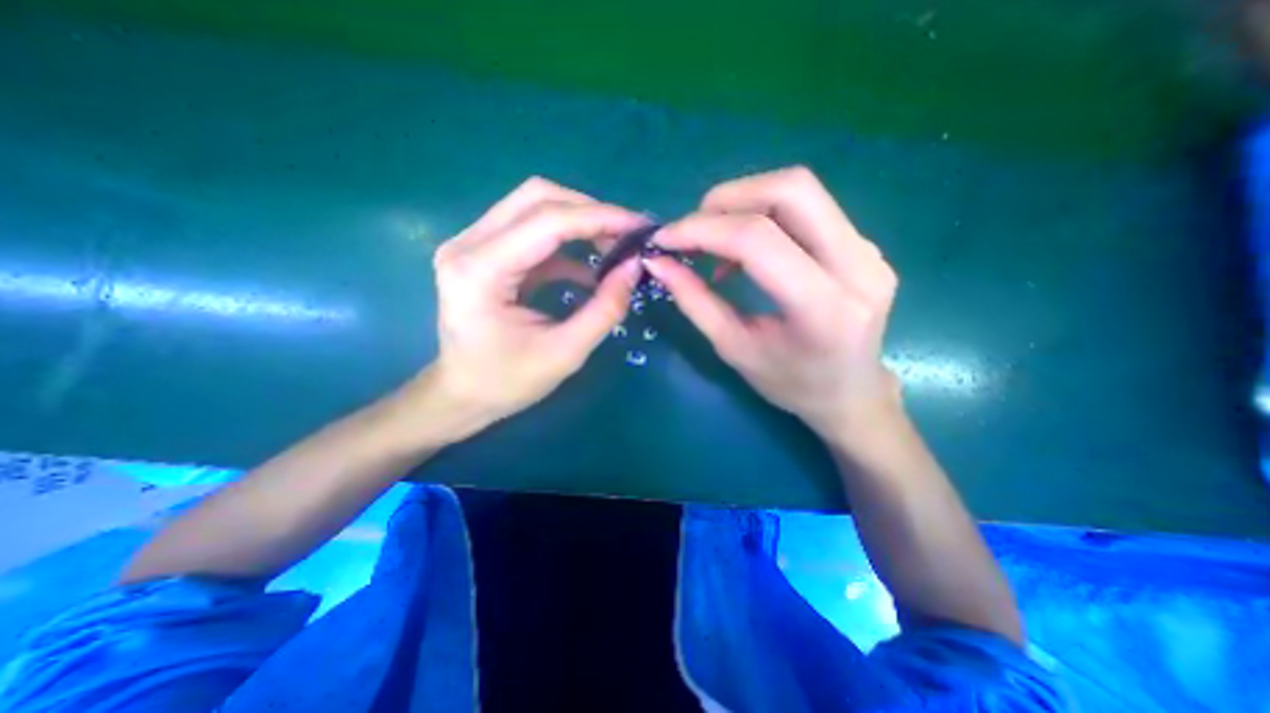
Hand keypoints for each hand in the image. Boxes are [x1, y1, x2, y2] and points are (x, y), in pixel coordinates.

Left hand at [420, 179, 647, 432]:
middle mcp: (468, 244)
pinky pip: (531, 231)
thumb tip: (635, 266)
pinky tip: (590, 268)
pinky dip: (566, 242)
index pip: (547, 221)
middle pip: (537, 197)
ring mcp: (471, 244)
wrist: (462, 394)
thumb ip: (605, 309)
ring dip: (580, 221)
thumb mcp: (565, 353)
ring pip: (534, 206)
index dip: (600, 217)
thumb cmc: (507, 382)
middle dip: (590, 211)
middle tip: (627, 235)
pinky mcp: (483, 253)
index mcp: (480, 271)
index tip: (640, 227)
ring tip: (614, 246)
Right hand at [646, 168, 901, 438]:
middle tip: (692, 230)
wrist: (851, 393)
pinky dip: (763, 215)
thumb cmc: (791, 384)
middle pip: (790, 190)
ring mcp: (868, 250)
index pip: (759, 240)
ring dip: (744, 202)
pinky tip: (745, 250)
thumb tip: (658, 262)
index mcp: (824, 309)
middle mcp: (858, 267)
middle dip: (727, 200)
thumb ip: (695, 301)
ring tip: (714, 240)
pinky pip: (807, 207)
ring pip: (800, 190)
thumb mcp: (734, 349)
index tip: (664, 239)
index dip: (702, 229)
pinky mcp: (864, 244)